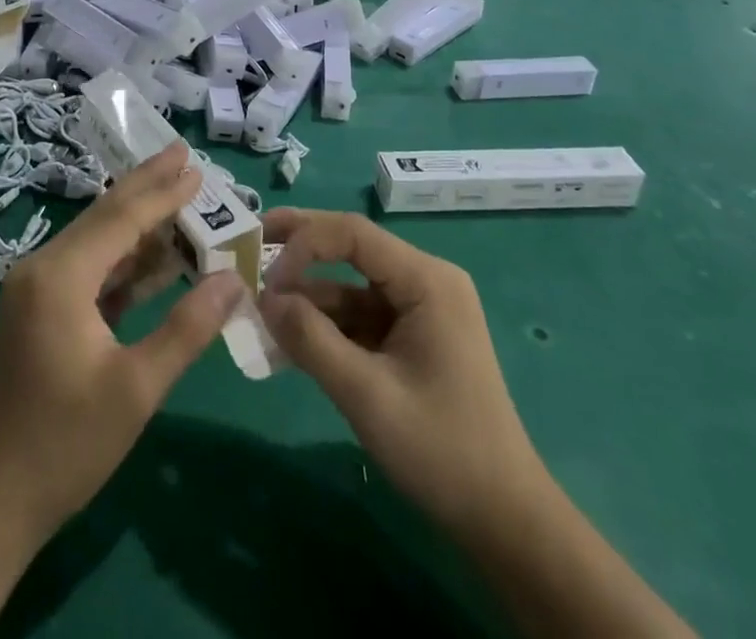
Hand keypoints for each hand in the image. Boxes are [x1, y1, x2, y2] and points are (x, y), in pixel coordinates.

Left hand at [0, 144, 243, 542]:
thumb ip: (187, 329)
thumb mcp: (136, 389)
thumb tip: (233, 280)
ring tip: (178, 196)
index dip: (162, 193)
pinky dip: (122, 260)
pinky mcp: (37, 310)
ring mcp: (35, 289)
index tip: (196, 168)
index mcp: (60, 277)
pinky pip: (87, 269)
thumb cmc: (65, 445)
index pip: (121, 219)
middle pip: (104, 216)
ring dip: (138, 223)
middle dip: (146, 186)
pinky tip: (154, 255)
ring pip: (96, 240)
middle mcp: (42, 268)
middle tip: (182, 154)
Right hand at [258, 208, 542, 536]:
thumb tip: (263, 298)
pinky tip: (289, 337)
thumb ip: (311, 341)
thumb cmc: (442, 451)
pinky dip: (325, 325)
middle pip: (351, 246)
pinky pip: (358, 316)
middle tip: (251, 244)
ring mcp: (418, 309)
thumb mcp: (367, 396)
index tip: (266, 278)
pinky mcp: (410, 337)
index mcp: (426, 280)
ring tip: (259, 309)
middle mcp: (424, 281)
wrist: (504, 521)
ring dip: (307, 296)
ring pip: (349, 285)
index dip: (303, 243)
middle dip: (300, 247)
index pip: (353, 233)